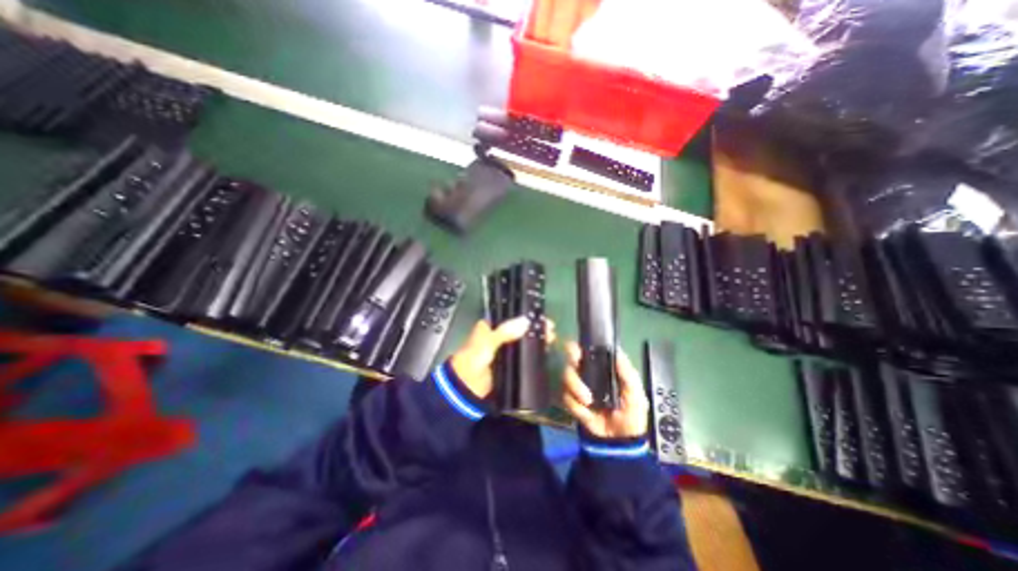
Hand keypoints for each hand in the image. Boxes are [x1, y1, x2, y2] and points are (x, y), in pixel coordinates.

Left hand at [448, 319, 554, 398]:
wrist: (467, 389)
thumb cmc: (473, 361)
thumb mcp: (486, 343)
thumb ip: (504, 333)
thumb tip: (526, 322)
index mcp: (491, 326)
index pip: (511, 315)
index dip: (526, 314)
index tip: (541, 317)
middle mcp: (499, 335)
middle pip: (521, 327)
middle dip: (535, 327)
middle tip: (550, 329)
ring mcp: (506, 349)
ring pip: (525, 340)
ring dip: (537, 338)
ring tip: (551, 338)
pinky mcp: (512, 362)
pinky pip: (525, 353)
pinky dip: (535, 351)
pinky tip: (546, 350)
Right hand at [560, 342, 646, 439]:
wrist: (620, 443)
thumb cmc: (631, 414)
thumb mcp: (635, 393)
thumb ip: (627, 372)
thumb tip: (616, 350)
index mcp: (603, 368)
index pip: (588, 349)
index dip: (581, 346)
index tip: (581, 349)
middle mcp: (588, 373)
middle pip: (571, 357)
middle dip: (572, 359)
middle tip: (576, 363)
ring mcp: (579, 387)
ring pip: (566, 376)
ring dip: (575, 386)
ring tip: (588, 401)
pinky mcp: (572, 402)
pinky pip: (566, 397)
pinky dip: (575, 404)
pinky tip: (586, 412)